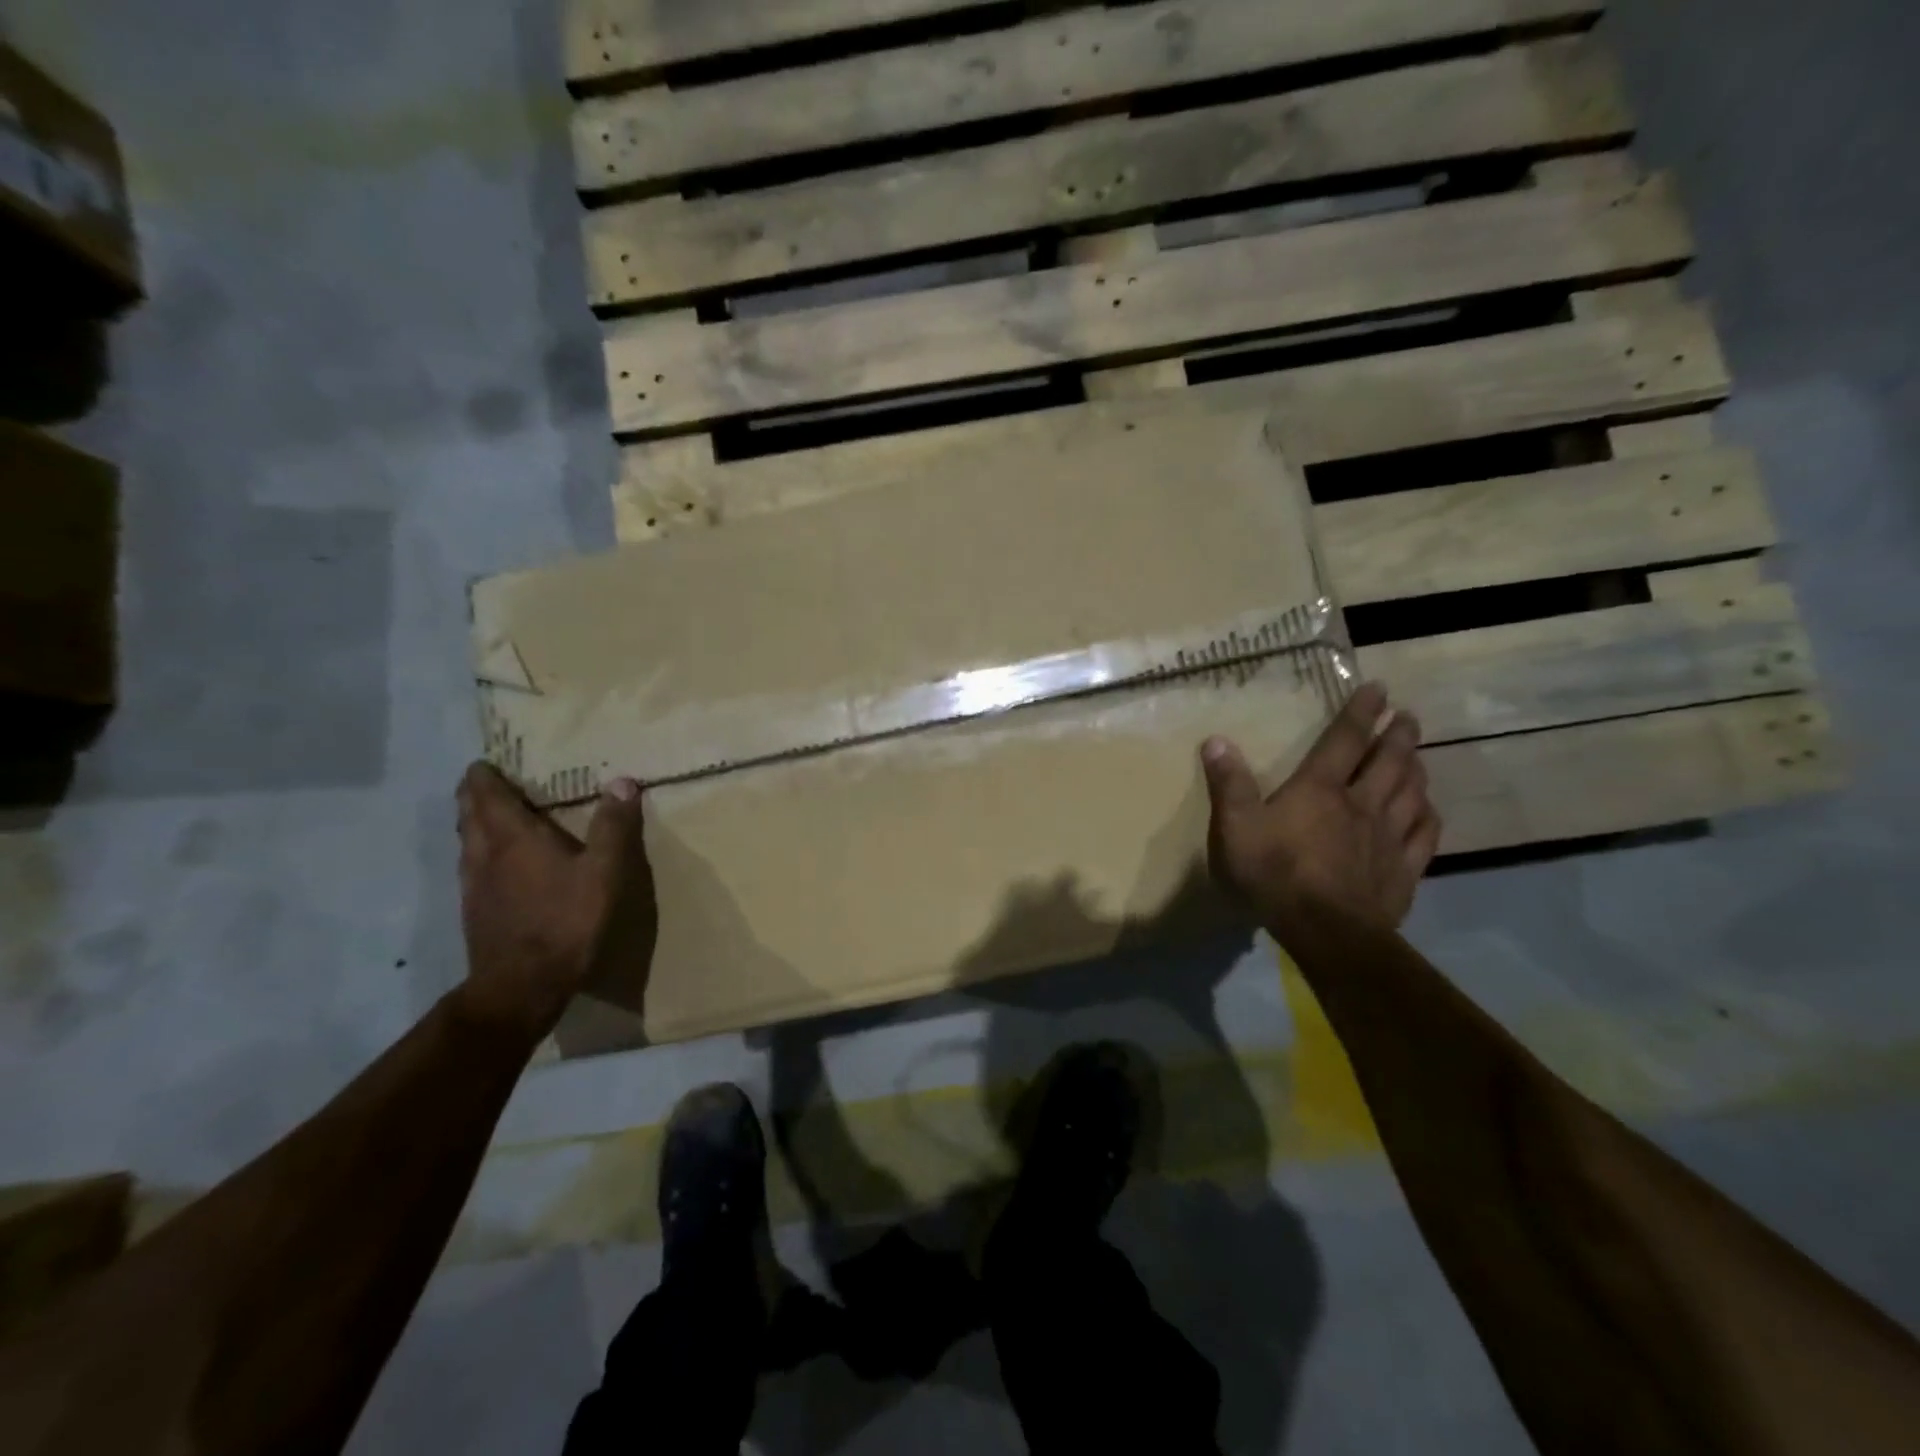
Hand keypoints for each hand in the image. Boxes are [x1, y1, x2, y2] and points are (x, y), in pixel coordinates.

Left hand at [454, 763, 657, 1038]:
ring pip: (466, 840)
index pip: (486, 793)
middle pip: (468, 813)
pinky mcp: (474, 910)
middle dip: (476, 794)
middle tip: (493, 782)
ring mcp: (473, 884)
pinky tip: (501, 865)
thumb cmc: (566, 920)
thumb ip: (613, 826)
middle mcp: (484, 853)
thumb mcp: (604, 872)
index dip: (484, 774)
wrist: (522, 985)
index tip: (489, 761)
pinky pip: (472, 866)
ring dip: (476, 822)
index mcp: (512, 836)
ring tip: (496, 817)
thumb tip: (623, 782)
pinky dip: (481, 852)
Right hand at [1201, 683, 1441, 933]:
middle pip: (1388, 761)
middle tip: (1408, 717)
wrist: (1325, 931)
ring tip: (1417, 756)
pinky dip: (1428, 815)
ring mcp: (1387, 837)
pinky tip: (1428, 810)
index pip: (1344, 740)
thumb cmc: (1274, 874)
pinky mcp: (1403, 870)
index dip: (1360, 712)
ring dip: (1416, 769)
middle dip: (1398, 735)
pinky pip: (1424, 834)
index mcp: (1320, 789)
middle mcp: (1361, 804)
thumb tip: (1216, 740)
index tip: (1378, 688)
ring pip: (1411, 793)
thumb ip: (1228, 784)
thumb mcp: (1235, 827)